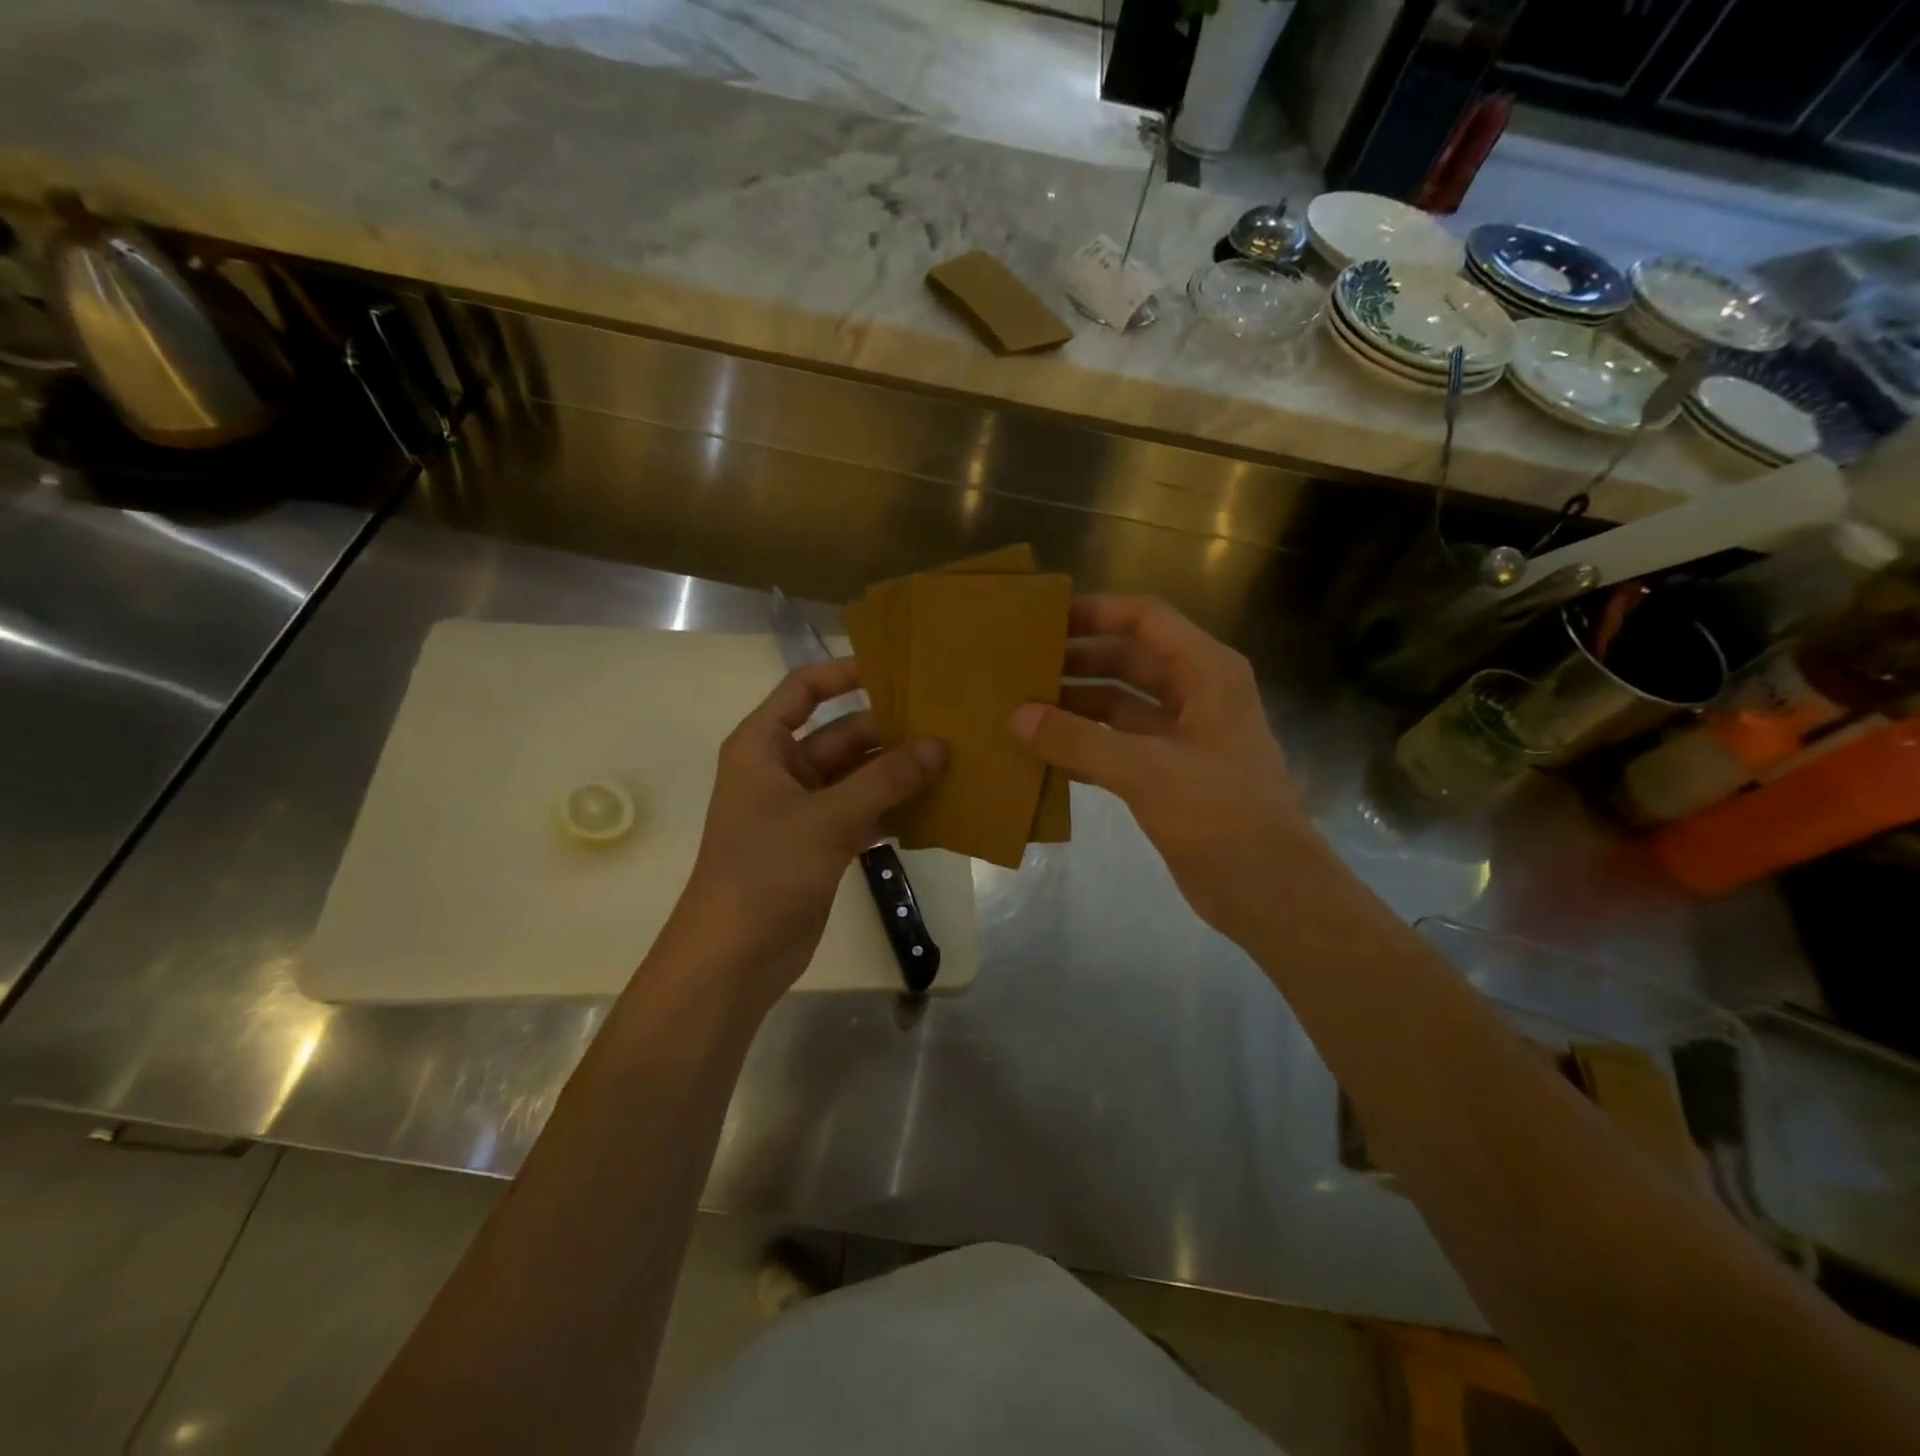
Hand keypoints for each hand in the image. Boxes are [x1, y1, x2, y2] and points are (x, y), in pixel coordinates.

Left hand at [669, 659, 944, 1006]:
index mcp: (763, 746)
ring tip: (953, 762)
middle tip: (948, 725)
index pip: (804, 689)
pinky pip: (863, 813)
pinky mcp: (820, 844)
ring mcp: (802, 809)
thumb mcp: (828, 819)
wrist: (733, 958)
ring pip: (858, 777)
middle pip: (842, 734)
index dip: (845, 673)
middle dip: (890, 732)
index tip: (898, 669)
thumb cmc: (766, 872)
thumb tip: (939, 746)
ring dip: (898, 773)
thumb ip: (886, 780)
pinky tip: (936, 809)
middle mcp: (782, 770)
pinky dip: (893, 811)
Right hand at [1010, 595, 1314, 939]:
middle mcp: (1197, 693)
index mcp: (1206, 672)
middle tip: (1022, 665)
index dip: (1097, 612)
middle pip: (1129, 659)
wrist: (1267, 889)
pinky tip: (1044, 752)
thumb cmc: (1218, 813)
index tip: (1045, 620)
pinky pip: (1119, 744)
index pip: (1146, 619)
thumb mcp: (1145, 770)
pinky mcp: (1170, 773)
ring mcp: (1183, 735)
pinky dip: (1085, 745)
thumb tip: (1016, 717)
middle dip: (1078, 660)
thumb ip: (1078, 741)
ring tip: (1022, 707)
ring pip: (1120, 705)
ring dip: (1077, 705)